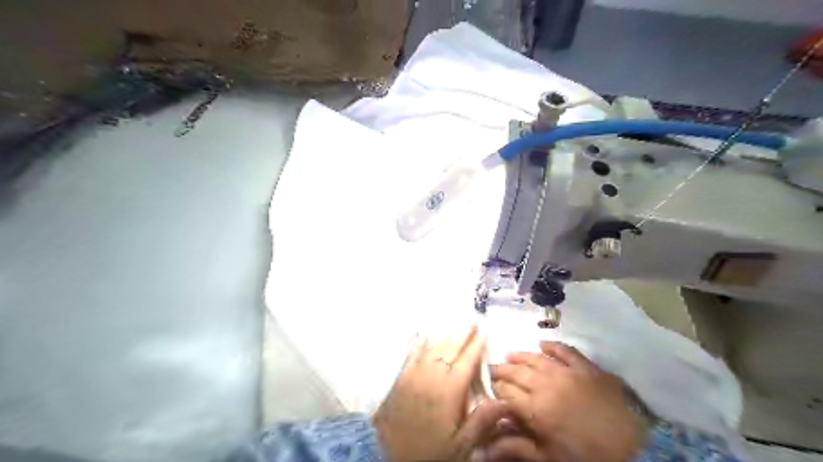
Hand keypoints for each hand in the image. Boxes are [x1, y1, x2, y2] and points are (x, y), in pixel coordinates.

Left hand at [374, 326, 507, 461]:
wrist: (393, 461)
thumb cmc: (432, 454)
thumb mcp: (461, 446)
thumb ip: (482, 421)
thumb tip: (504, 401)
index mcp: (448, 393)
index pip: (466, 363)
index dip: (475, 347)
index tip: (483, 332)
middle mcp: (431, 379)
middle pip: (449, 351)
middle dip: (462, 335)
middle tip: (471, 321)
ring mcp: (413, 377)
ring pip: (430, 349)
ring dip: (443, 335)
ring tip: (453, 324)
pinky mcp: (400, 381)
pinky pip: (411, 356)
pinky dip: (419, 344)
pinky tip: (423, 335)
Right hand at [487, 340, 642, 460]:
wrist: (633, 449)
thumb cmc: (587, 456)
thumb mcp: (549, 458)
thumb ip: (518, 448)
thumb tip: (487, 447)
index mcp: (536, 410)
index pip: (507, 393)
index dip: (496, 388)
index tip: (490, 387)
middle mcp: (546, 385)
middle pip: (517, 372)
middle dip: (501, 369)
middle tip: (492, 367)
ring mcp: (567, 372)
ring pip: (536, 359)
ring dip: (521, 355)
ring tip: (510, 354)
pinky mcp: (586, 367)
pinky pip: (565, 350)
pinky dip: (552, 346)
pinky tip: (542, 344)